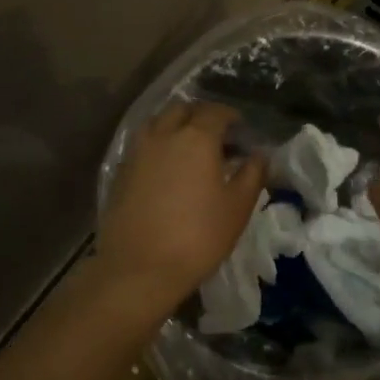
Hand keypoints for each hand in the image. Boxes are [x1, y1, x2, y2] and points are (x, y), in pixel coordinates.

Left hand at [96, 103, 265, 307]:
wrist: (139, 270)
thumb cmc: (198, 237)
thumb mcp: (238, 207)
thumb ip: (252, 174)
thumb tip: (259, 154)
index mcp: (196, 138)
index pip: (215, 112)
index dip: (231, 116)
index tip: (241, 129)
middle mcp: (163, 135)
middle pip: (182, 110)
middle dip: (200, 116)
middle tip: (217, 136)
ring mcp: (137, 153)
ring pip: (157, 123)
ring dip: (175, 126)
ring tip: (189, 149)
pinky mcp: (120, 173)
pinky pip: (142, 145)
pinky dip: (157, 146)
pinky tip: (167, 169)